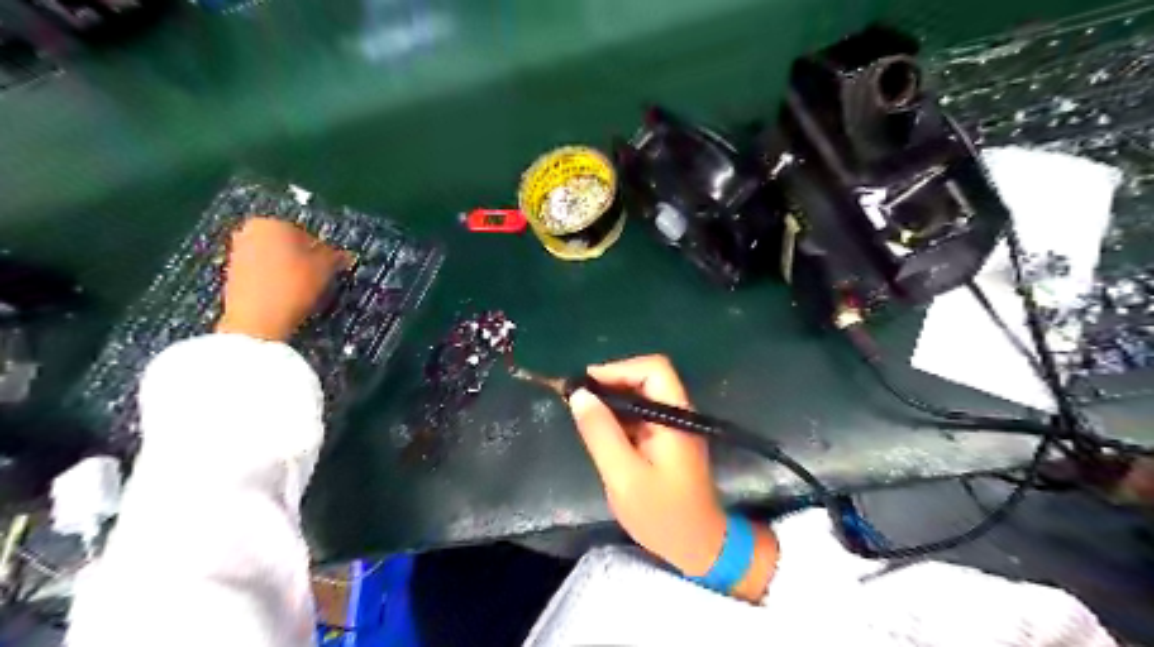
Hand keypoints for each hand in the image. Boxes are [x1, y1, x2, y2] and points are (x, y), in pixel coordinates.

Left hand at [213, 218, 345, 344]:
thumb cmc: (293, 285)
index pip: (307, 233)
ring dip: (289, 270)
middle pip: (287, 245)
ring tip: (304, 289)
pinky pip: (262, 273)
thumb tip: (345, 255)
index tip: (330, 267)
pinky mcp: (231, 274)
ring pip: (274, 259)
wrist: (256, 320)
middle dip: (303, 259)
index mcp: (272, 223)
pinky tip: (286, 296)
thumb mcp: (326, 269)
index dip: (323, 252)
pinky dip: (275, 281)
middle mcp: (250, 231)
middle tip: (319, 277)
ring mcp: (237, 253)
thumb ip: (336, 257)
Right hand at [567, 353, 772, 600]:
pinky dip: (618, 415)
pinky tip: (599, 429)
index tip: (586, 383)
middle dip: (611, 382)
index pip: (653, 370)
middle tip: (577, 398)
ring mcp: (673, 426)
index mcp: (674, 417)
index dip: (619, 368)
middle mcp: (677, 414)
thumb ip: (601, 433)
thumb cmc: (662, 514)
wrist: (698, 546)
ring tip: (582, 410)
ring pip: (641, 395)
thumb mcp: (624, 476)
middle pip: (646, 378)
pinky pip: (640, 414)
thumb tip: (579, 395)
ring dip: (612, 398)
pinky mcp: (666, 439)